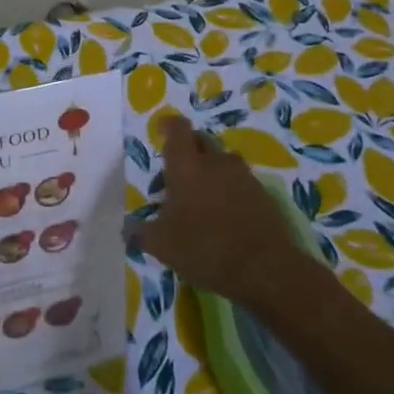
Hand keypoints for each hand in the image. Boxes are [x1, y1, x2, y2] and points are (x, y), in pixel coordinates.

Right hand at [129, 116, 302, 308]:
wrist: (265, 269)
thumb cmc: (205, 248)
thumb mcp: (163, 246)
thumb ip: (142, 233)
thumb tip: (128, 229)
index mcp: (187, 167)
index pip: (178, 130)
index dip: (170, 125)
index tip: (163, 128)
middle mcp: (216, 162)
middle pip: (201, 140)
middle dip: (190, 147)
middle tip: (179, 168)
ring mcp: (243, 176)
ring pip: (224, 160)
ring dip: (212, 168)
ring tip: (203, 193)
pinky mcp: (263, 195)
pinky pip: (241, 182)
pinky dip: (231, 189)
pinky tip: (227, 213)